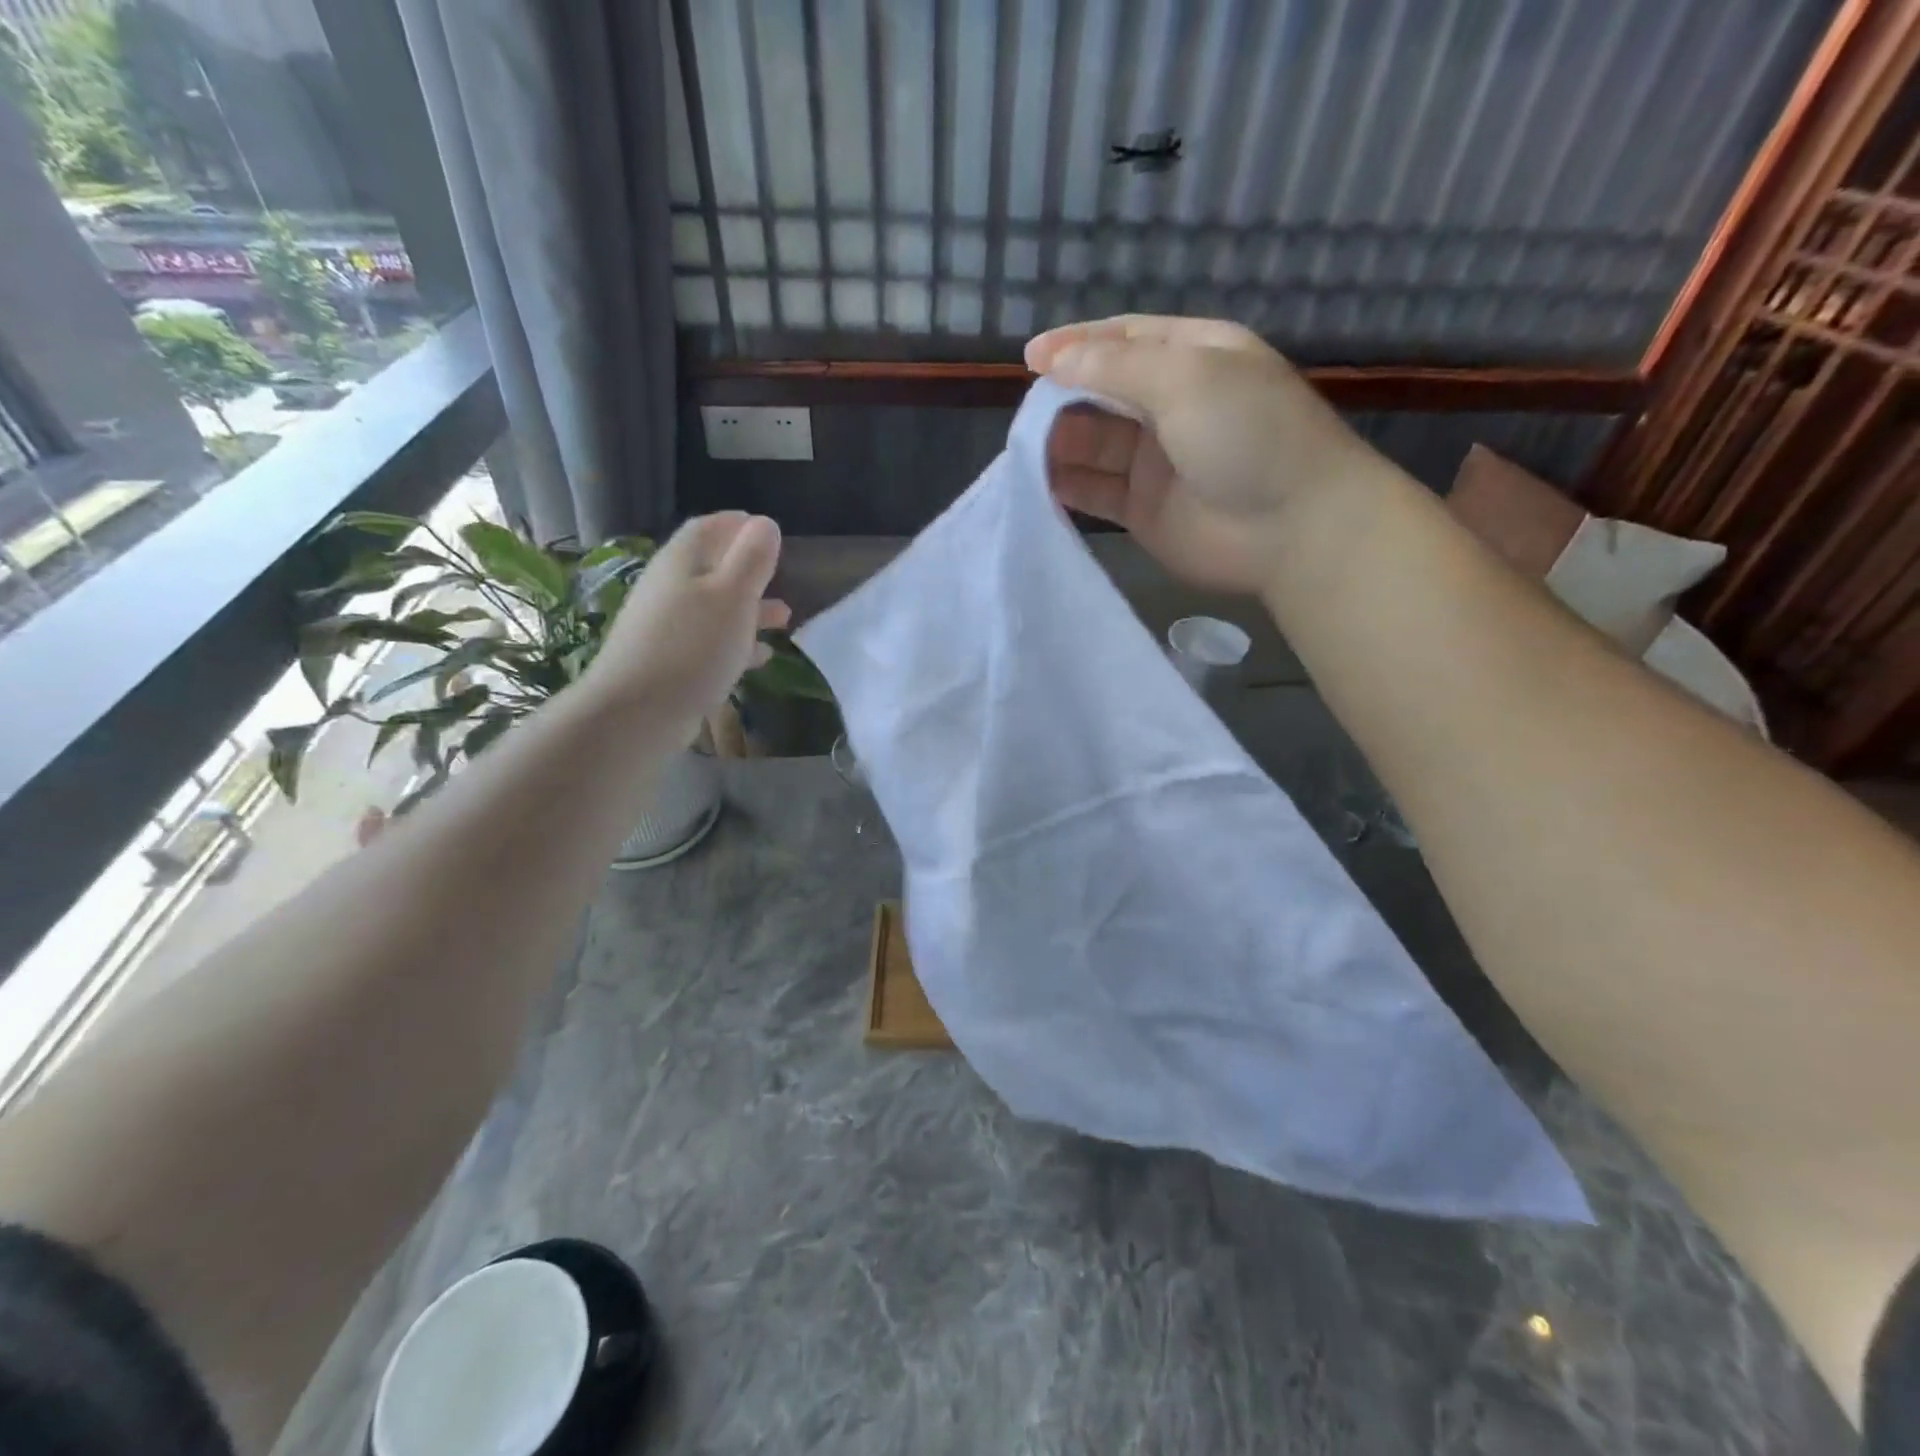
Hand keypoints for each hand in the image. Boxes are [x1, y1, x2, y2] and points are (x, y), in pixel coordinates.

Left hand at [585, 512, 788, 739]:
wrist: (637, 712)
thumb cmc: (694, 646)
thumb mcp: (733, 596)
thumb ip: (752, 559)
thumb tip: (765, 523)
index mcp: (682, 562)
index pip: (709, 528)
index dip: (739, 525)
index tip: (768, 529)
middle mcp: (670, 588)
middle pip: (712, 568)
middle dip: (748, 570)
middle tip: (781, 574)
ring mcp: (667, 627)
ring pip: (715, 608)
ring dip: (749, 609)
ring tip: (784, 618)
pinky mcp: (670, 661)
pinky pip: (710, 642)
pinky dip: (737, 643)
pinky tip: (761, 656)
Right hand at [1025, 315, 1393, 594]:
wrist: (1293, 528)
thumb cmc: (1248, 435)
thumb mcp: (1186, 377)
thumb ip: (1115, 368)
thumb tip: (1054, 360)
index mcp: (1192, 357)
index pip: (1123, 340)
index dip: (1076, 345)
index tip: (1030, 358)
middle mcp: (1171, 405)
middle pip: (1101, 393)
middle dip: (1063, 398)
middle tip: (1026, 415)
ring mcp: (1155, 461)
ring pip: (1093, 444)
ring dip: (1059, 444)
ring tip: (1025, 451)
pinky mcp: (1143, 510)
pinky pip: (1095, 492)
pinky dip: (1067, 488)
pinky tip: (1037, 484)